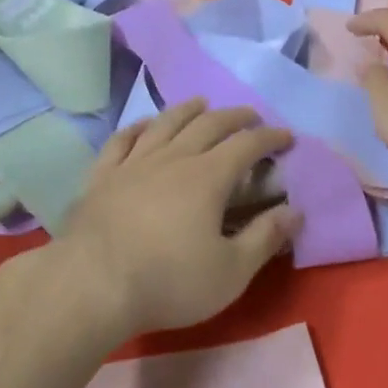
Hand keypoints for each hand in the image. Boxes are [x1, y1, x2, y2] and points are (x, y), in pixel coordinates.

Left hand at [54, 100, 301, 338]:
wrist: (92, 284)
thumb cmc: (169, 281)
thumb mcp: (231, 271)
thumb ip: (265, 238)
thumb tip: (295, 212)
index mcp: (208, 177)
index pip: (246, 145)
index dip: (270, 138)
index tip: (286, 136)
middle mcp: (173, 158)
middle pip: (208, 125)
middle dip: (234, 117)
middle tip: (250, 116)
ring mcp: (133, 163)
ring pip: (165, 124)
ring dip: (187, 110)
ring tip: (201, 104)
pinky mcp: (102, 176)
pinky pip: (122, 140)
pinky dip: (138, 127)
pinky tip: (144, 125)